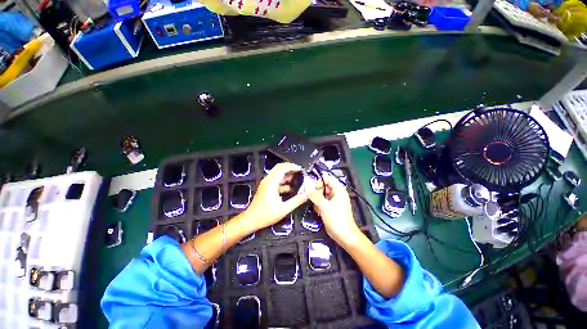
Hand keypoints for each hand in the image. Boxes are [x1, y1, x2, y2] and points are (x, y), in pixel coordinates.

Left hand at [244, 163, 307, 230]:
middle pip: (279, 168)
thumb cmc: (266, 215)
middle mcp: (268, 180)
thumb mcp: (283, 209)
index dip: (291, 166)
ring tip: (298, 180)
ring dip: (287, 175)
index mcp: (271, 183)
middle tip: (300, 173)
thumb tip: (307, 195)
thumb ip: (296, 201)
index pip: (281, 168)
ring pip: (278, 174)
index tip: (300, 169)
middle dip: (290, 169)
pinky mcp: (266, 187)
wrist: (251, 220)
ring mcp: (266, 183)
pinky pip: (276, 180)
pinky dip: (284, 181)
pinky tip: (291, 188)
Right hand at [307, 174, 361, 246]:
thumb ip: (315, 196)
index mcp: (338, 190)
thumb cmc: (337, 219)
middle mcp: (335, 193)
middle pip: (323, 186)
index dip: (319, 180)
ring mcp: (332, 201)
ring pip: (320, 194)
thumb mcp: (325, 206)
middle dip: (316, 191)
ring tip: (315, 205)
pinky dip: (318, 205)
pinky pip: (321, 201)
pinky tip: (318, 211)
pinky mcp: (329, 207)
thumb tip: (306, 187)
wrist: (344, 236)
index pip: (327, 178)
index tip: (310, 185)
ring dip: (316, 199)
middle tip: (309, 196)